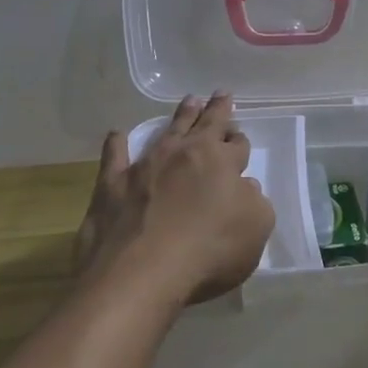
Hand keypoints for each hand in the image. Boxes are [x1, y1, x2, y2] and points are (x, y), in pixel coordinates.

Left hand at [73, 93, 275, 305]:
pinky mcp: (111, 186)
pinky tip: (117, 135)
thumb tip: (245, 188)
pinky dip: (116, 144)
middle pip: (205, 125)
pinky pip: (114, 156)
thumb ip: (255, 202)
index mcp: (221, 162)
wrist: (141, 273)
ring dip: (180, 116)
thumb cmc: (208, 251)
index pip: (236, 144)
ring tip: (189, 101)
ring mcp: (145, 166)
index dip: (240, 142)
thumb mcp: (255, 229)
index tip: (239, 141)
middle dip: (216, 110)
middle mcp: (184, 154)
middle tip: (221, 94)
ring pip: (167, 131)